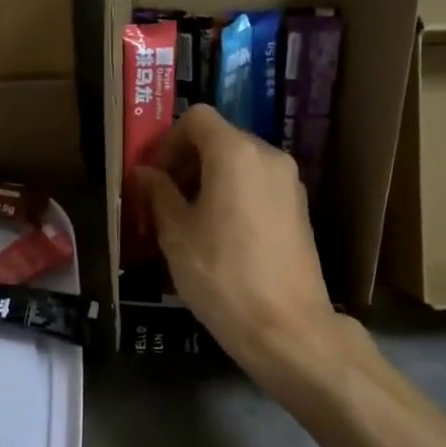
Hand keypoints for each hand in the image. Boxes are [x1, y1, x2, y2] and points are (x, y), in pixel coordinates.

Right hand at [134, 105, 347, 389]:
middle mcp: (269, 156)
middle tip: (162, 198)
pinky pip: (258, 185)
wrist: (287, 328)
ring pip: (240, 163)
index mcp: (236, 153)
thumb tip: (145, 173)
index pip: (197, 118)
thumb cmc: (222, 276)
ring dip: (209, 179)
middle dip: (187, 161)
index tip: (151, 174)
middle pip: (220, 138)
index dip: (167, 140)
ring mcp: (290, 183)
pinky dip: (234, 194)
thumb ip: (158, 194)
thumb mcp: (177, 235)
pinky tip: (219, 235)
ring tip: (187, 220)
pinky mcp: (300, 209)